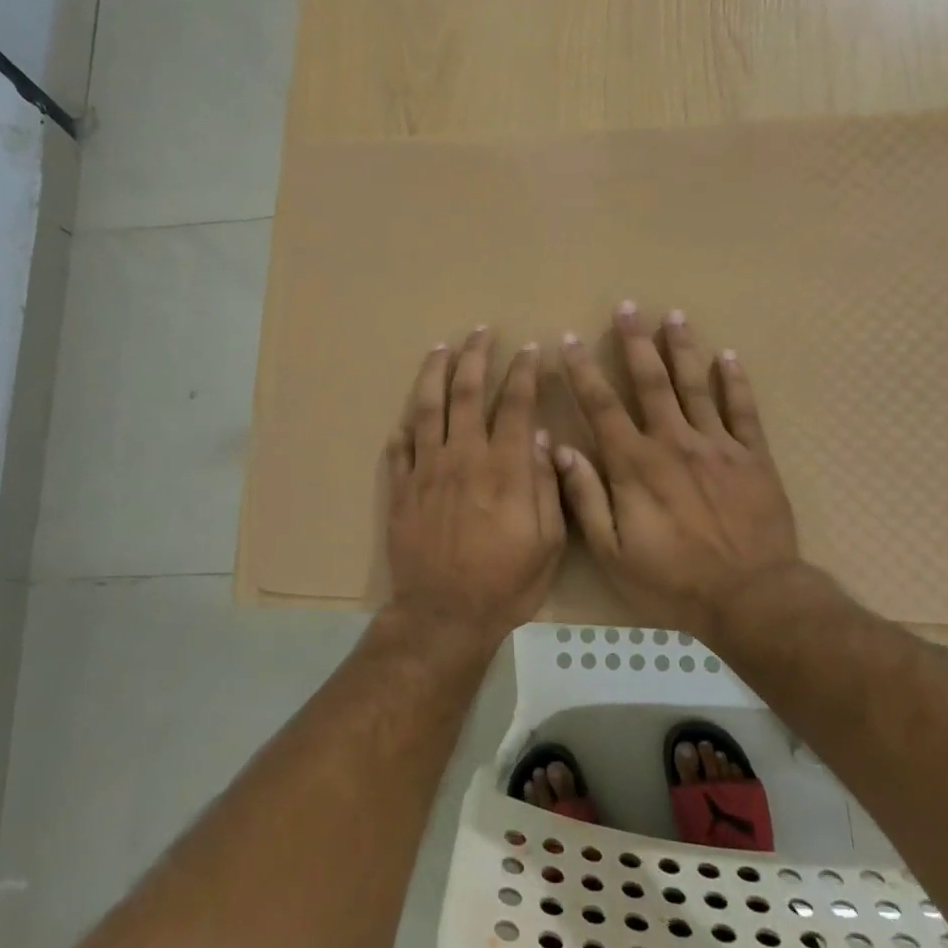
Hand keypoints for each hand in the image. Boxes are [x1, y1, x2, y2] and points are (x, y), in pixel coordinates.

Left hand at [384, 326, 565, 654]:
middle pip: (466, 393)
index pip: (515, 404)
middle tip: (480, 332)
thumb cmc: (505, 582)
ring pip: (428, 408)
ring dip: (435, 374)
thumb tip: (540, 437)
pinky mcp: (401, 489)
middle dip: (475, 357)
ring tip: (440, 348)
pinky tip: (408, 416)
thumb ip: (545, 485)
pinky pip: (400, 448)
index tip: (529, 350)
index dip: (524, 373)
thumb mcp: (547, 542)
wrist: (444, 615)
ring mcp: (426, 471)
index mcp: (504, 468)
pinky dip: (404, 427)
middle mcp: (463, 457)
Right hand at [555, 303, 817, 636]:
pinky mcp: (753, 457)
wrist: (752, 598)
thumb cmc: (674, 580)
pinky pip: (744, 410)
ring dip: (683, 348)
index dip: (583, 371)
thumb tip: (560, 450)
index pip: (602, 406)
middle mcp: (674, 442)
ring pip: (696, 385)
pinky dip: (736, 381)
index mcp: (635, 464)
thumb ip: (586, 498)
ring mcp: (717, 445)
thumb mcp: (613, 553)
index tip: (569, 341)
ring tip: (674, 315)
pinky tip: (730, 356)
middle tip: (627, 307)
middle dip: (636, 342)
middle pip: (651, 381)